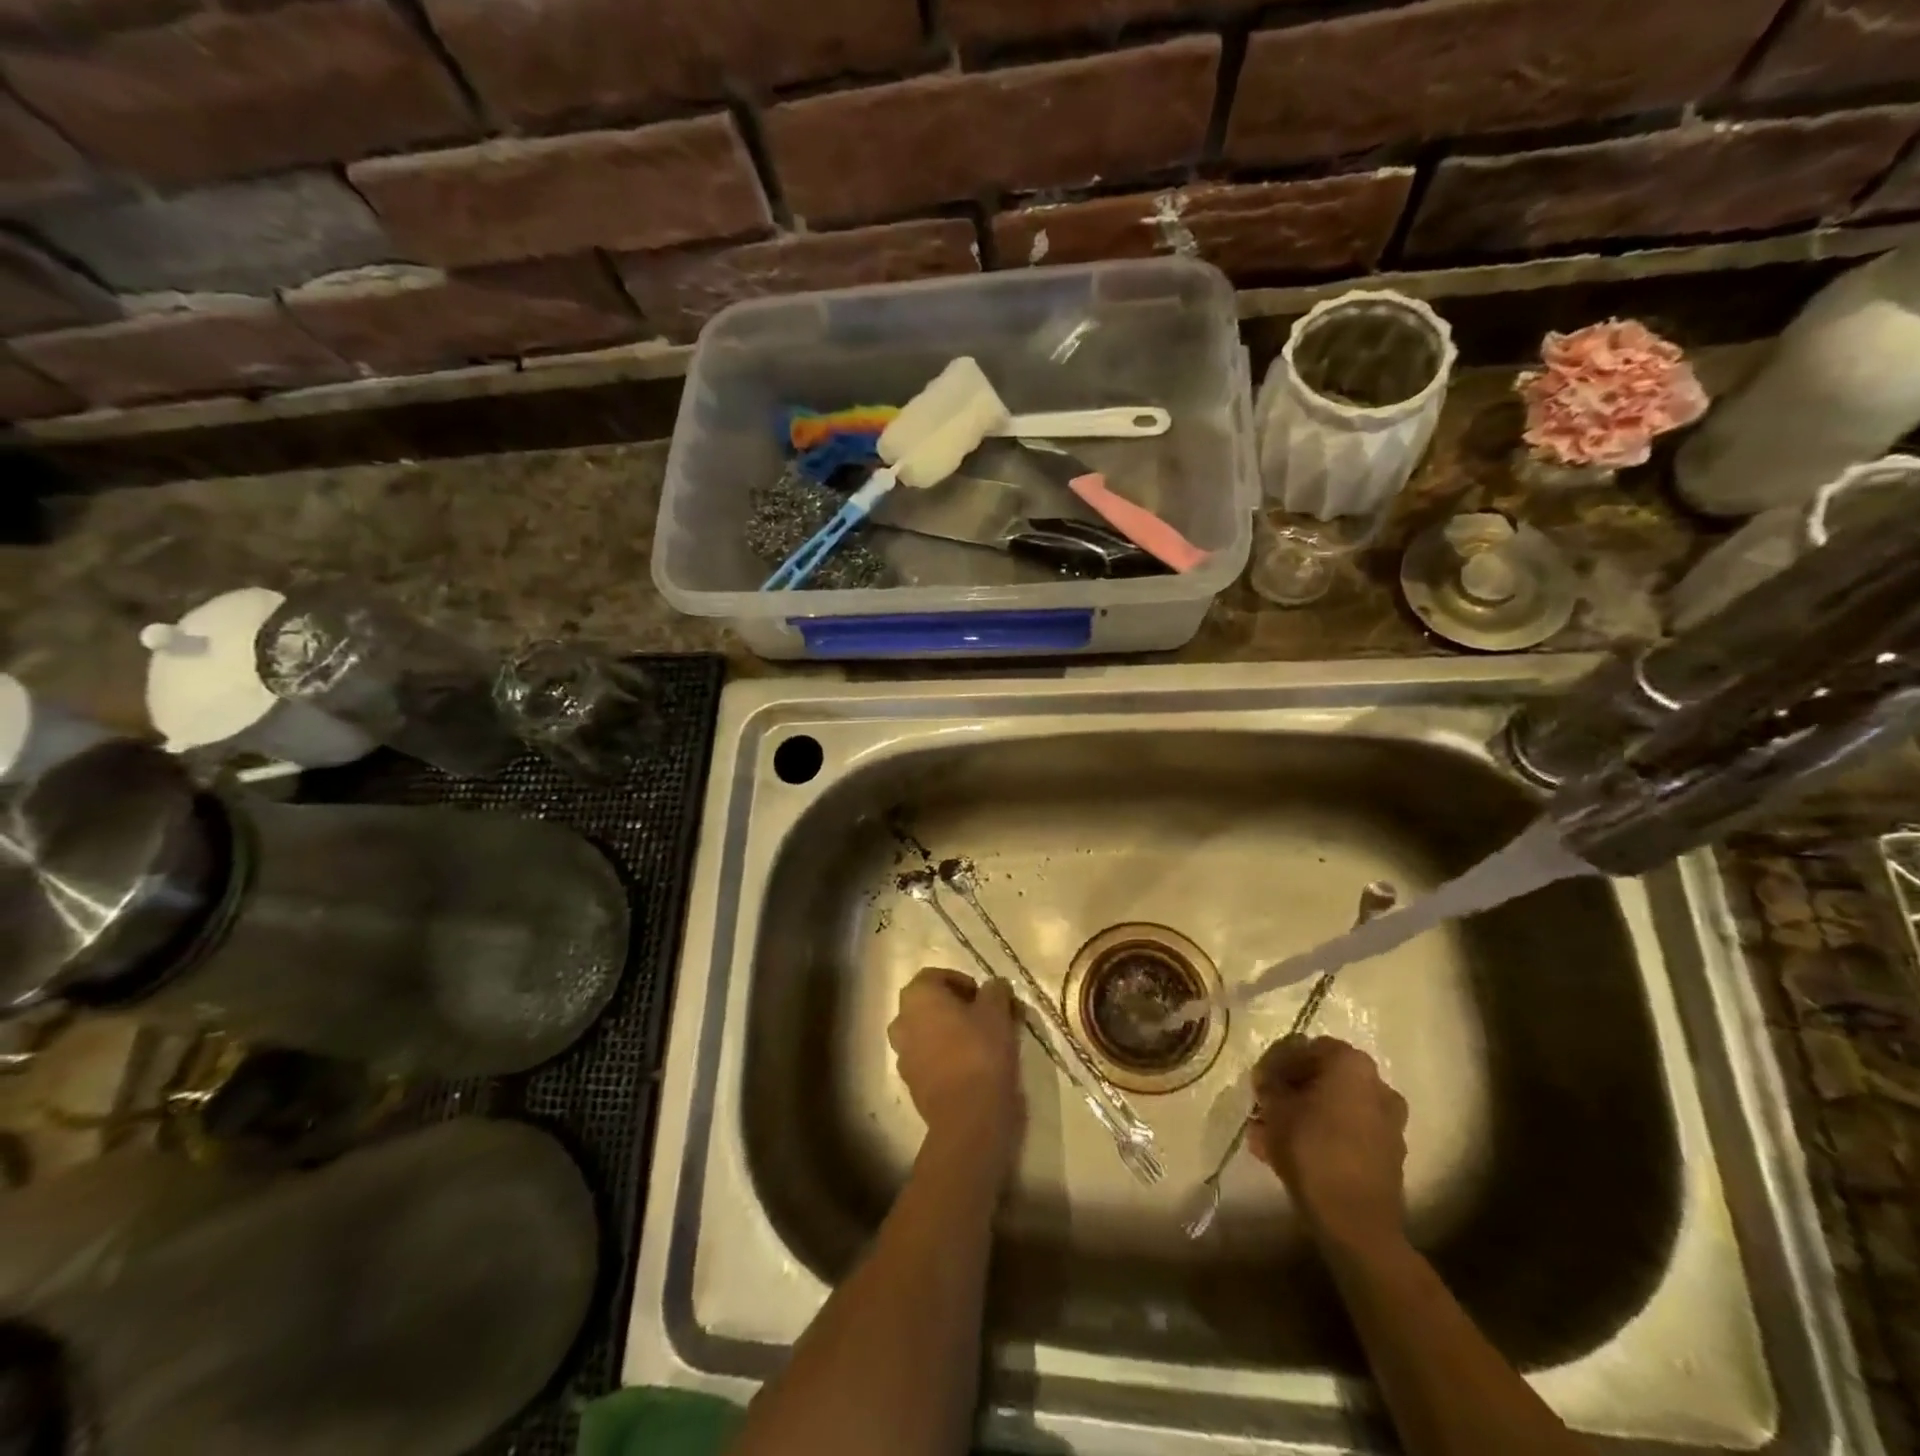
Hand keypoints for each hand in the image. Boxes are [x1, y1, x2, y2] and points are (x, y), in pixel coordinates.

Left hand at [888, 968, 1023, 1176]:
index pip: (936, 976)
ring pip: (927, 1032)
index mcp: (917, 996)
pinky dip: (945, 1057)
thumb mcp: (997, 1011)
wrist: (968, 1115)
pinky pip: (928, 1059)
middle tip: (984, 1016)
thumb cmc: (980, 1050)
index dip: (962, 981)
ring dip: (949, 1032)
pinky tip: (971, 1066)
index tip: (985, 996)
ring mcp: (903, 1054)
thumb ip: (995, 990)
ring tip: (980, 1042)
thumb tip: (994, 986)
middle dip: (955, 1006)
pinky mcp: (911, 1083)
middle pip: (928, 1004)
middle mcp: (902, 1020)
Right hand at [1250, 1035, 1408, 1254]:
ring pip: (1334, 1108)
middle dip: (1293, 1091)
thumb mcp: (1275, 1107)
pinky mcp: (1388, 1154)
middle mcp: (1377, 1085)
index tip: (1260, 1082)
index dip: (1279, 1062)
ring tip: (1270, 1135)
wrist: (1356, 1222)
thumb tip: (1269, 1077)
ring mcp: (1388, 1122)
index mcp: (1352, 1064)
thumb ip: (1269, 1083)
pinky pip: (1347, 1134)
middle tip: (1265, 1107)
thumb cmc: (1311, 1149)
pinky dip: (1322, 1136)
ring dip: (1304, 1116)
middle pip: (1324, 1078)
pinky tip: (1291, 1154)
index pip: (1307, 1047)